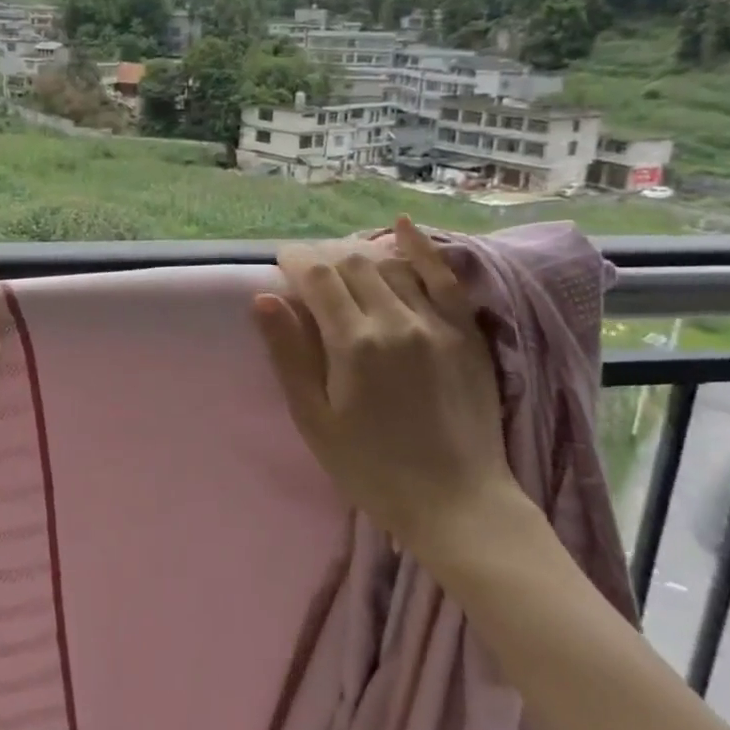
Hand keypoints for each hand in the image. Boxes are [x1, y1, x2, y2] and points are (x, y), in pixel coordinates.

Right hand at [252, 215, 514, 545]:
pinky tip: (400, 227)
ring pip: (391, 265)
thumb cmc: (371, 468)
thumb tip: (263, 299)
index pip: (318, 277)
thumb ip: (289, 355)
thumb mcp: (315, 420)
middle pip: (353, 264)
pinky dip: (421, 248)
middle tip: (308, 268)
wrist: (456, 502)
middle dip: (324, 256)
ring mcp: (437, 323)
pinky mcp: (466, 333)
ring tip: (342, 262)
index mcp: (354, 344)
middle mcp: (396, 321)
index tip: (281, 261)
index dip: (296, 260)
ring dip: (360, 254)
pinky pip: (444, 276)